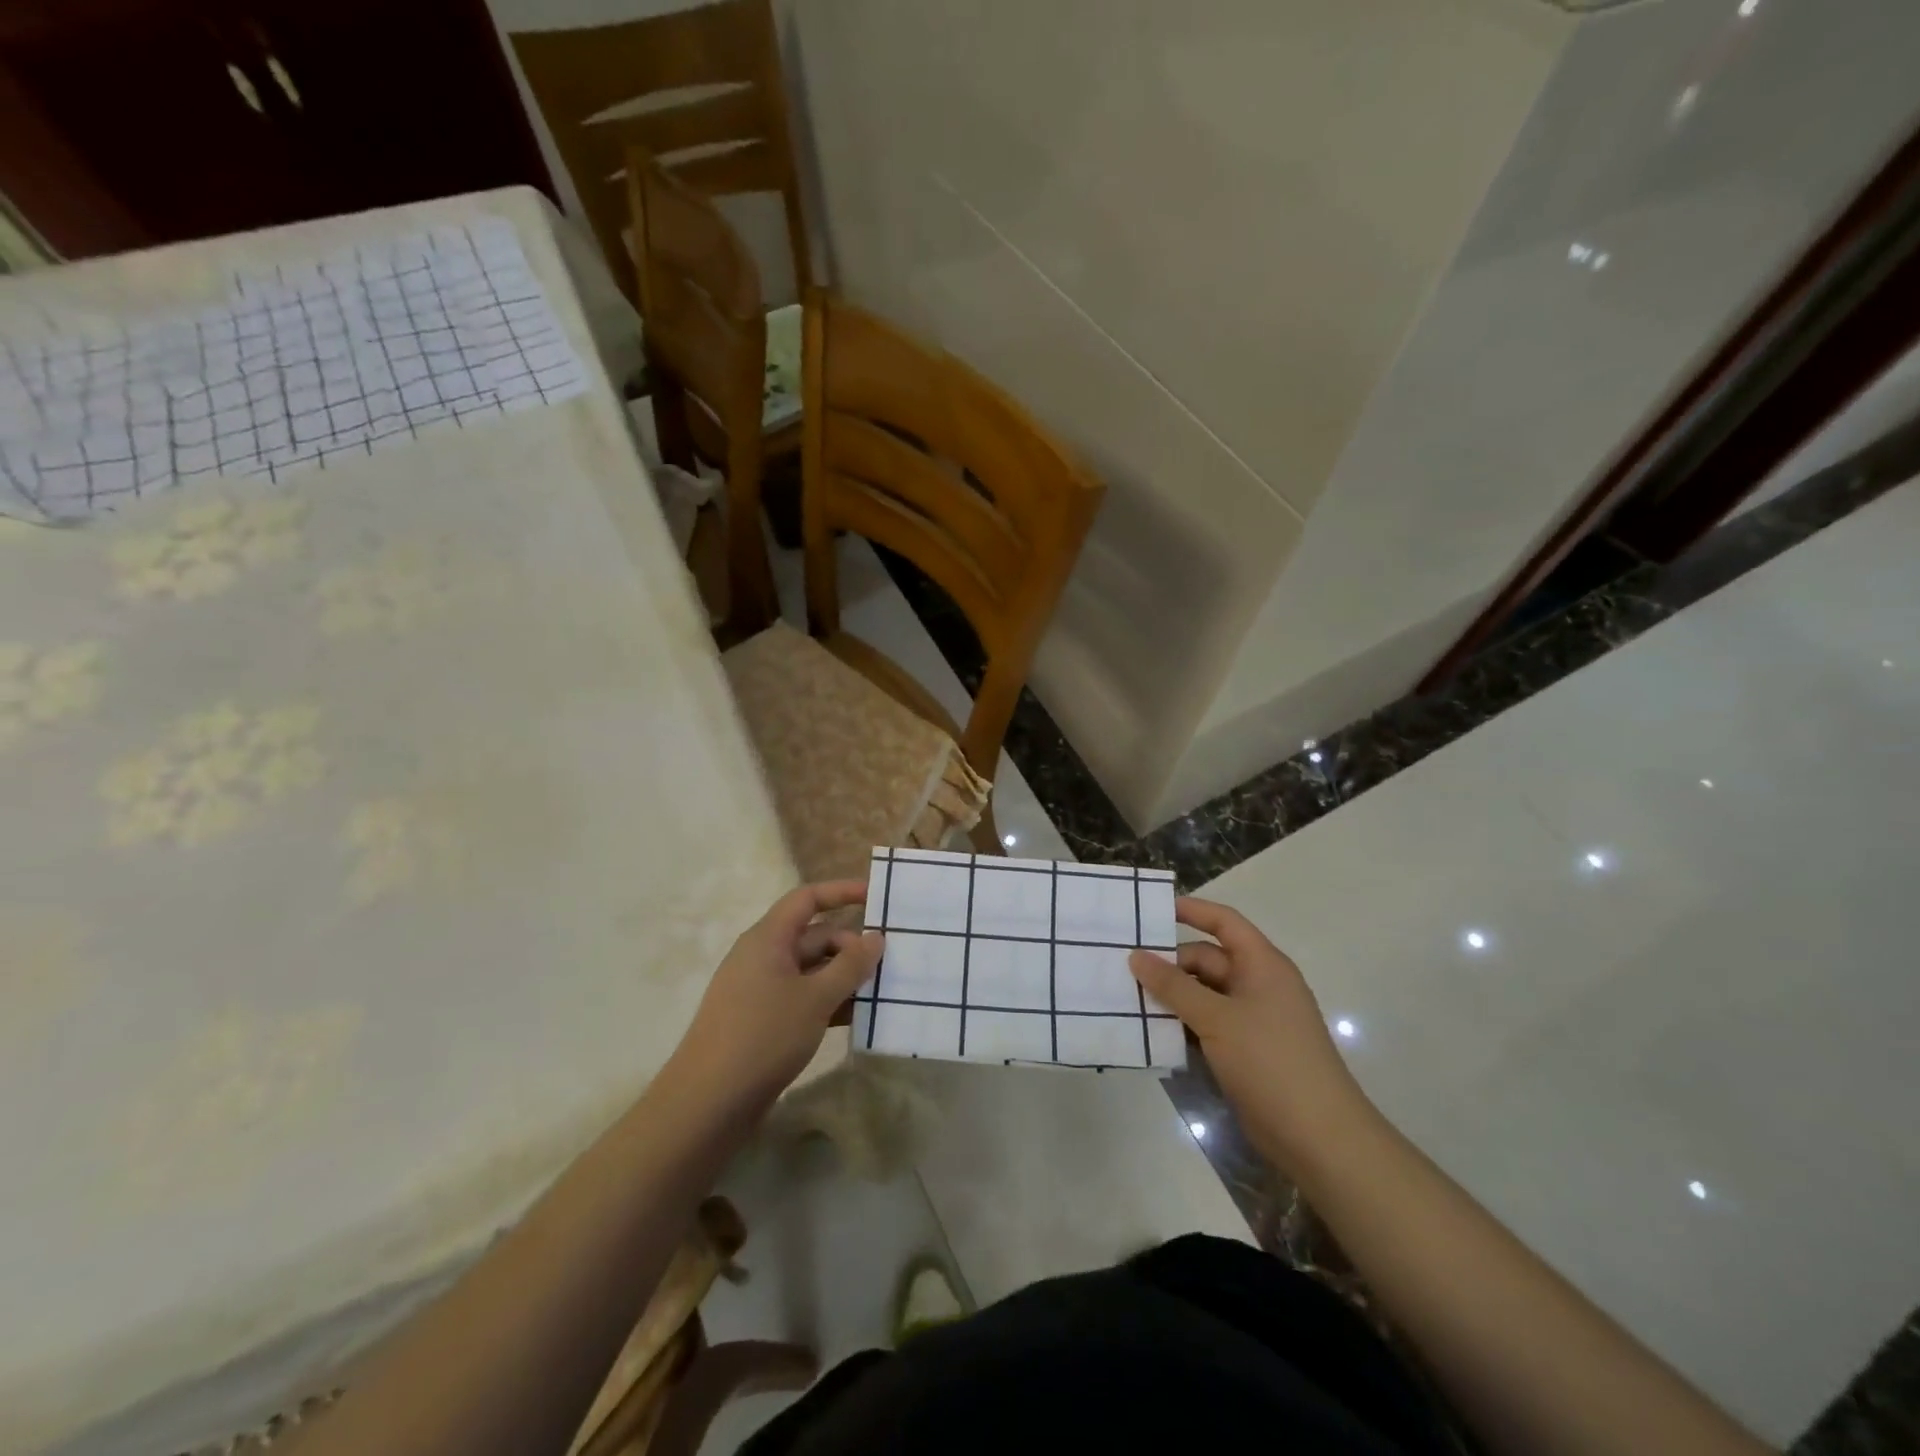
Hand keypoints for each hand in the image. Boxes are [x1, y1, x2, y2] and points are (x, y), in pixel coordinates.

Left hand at [671, 880, 882, 1108]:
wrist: (707, 1104)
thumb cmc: (763, 1037)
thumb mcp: (815, 998)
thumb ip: (850, 965)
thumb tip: (876, 937)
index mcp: (768, 939)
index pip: (807, 899)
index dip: (842, 892)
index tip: (876, 895)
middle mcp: (763, 957)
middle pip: (815, 937)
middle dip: (851, 946)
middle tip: (890, 964)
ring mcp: (761, 990)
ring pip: (811, 970)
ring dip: (844, 978)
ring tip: (881, 992)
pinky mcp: (763, 1021)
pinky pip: (803, 998)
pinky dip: (829, 1002)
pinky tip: (856, 1019)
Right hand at [1129, 897, 1375, 1171]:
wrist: (1318, 1138)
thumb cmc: (1271, 1062)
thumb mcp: (1217, 1018)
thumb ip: (1173, 986)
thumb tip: (1136, 956)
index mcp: (1262, 965)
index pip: (1225, 923)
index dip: (1192, 911)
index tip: (1152, 910)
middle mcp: (1257, 986)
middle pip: (1206, 960)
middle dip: (1169, 963)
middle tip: (1123, 967)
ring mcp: (1251, 1020)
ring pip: (1202, 994)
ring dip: (1170, 996)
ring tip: (1127, 997)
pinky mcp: (1242, 1051)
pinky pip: (1205, 1024)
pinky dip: (1181, 1024)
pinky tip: (1149, 1031)